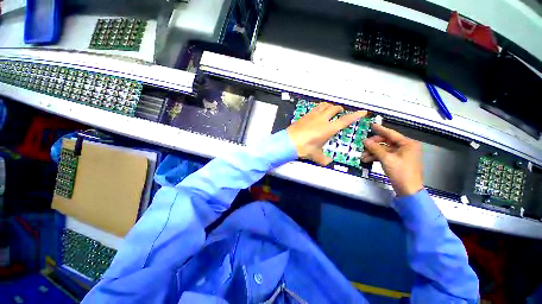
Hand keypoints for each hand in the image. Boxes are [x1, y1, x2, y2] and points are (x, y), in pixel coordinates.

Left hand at [287, 102, 366, 165]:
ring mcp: (312, 116)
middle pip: (334, 108)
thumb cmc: (304, 148)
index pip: (345, 120)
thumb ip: (323, 159)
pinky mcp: (304, 116)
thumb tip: (327, 161)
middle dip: (339, 109)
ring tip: (329, 110)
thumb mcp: (315, 155)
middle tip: (340, 112)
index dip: (355, 115)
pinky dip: (319, 108)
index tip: (362, 112)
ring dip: (329, 106)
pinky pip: (314, 108)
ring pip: (324, 105)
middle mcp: (322, 119)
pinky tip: (316, 114)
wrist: (288, 142)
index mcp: (328, 128)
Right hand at [362, 124, 423, 196]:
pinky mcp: (396, 161)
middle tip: (363, 145)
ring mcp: (400, 155)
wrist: (408, 189)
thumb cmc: (401, 172)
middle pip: (386, 142)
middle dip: (373, 145)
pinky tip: (367, 160)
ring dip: (372, 152)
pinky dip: (376, 157)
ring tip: (362, 156)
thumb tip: (365, 141)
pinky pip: (384, 156)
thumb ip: (375, 148)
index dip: (380, 129)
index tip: (371, 125)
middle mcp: (405, 147)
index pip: (391, 134)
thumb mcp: (386, 159)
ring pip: (383, 149)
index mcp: (407, 144)